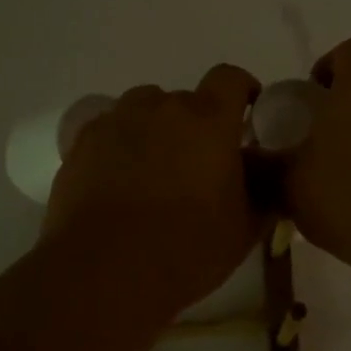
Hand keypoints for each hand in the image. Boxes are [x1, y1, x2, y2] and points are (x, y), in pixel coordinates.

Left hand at [43, 64, 262, 315]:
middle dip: (197, 124)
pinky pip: (109, 131)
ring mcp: (116, 122)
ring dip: (155, 129)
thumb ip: (266, 190)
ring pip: (143, 110)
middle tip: (199, 164)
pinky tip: (120, 181)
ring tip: (155, 170)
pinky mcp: (80, 144)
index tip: (247, 116)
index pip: (230, 78)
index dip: (242, 91)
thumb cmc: (189, 248)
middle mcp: (161, 107)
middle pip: (185, 100)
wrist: (106, 271)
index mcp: (209, 120)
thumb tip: (269, 172)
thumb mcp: (246, 226)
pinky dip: (120, 146)